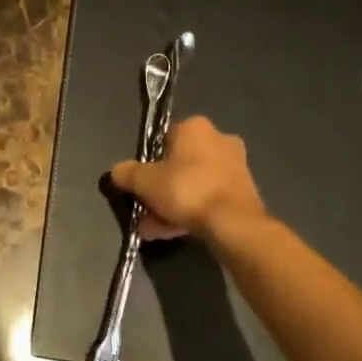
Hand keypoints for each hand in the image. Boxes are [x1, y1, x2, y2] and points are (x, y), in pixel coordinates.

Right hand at [110, 115, 265, 240]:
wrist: (233, 223)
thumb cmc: (187, 190)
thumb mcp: (145, 182)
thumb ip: (127, 173)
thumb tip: (117, 172)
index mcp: (195, 127)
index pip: (164, 139)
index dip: (148, 163)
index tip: (140, 184)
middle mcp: (219, 139)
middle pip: (179, 164)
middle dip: (160, 189)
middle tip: (145, 211)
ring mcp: (235, 166)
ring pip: (193, 184)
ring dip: (173, 204)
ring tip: (155, 229)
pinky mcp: (244, 191)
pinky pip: (208, 198)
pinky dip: (191, 212)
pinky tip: (173, 233)